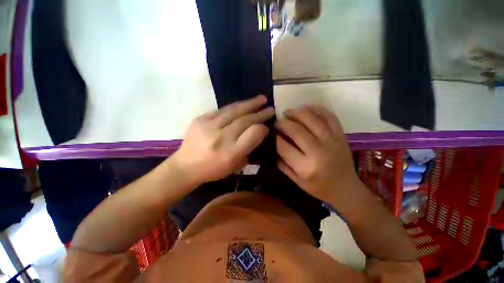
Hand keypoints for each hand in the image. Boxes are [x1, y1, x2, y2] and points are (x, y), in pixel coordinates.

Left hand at [172, 95, 273, 184]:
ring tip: (261, 99)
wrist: (186, 166)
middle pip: (245, 120)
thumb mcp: (236, 165)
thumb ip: (248, 148)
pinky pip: (222, 110)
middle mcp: (222, 137)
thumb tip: (258, 131)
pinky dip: (235, 107)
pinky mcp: (201, 119)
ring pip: (234, 110)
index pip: (253, 133)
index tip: (266, 127)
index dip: (262, 128)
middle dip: (260, 113)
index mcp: (231, 153)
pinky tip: (243, 105)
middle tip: (270, 108)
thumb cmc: (213, 169)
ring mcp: (209, 126)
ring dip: (250, 104)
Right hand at [276, 105, 357, 202]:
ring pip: (311, 119)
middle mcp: (318, 152)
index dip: (274, 136)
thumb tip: (272, 145)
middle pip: (296, 130)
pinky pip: (329, 116)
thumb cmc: (318, 187)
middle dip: (283, 122)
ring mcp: (332, 141)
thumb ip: (282, 163)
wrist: (346, 188)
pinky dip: (316, 109)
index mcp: (305, 167)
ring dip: (297, 112)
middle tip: (277, 121)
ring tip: (288, 112)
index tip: (270, 131)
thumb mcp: (295, 180)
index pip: (283, 146)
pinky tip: (306, 108)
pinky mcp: (341, 135)